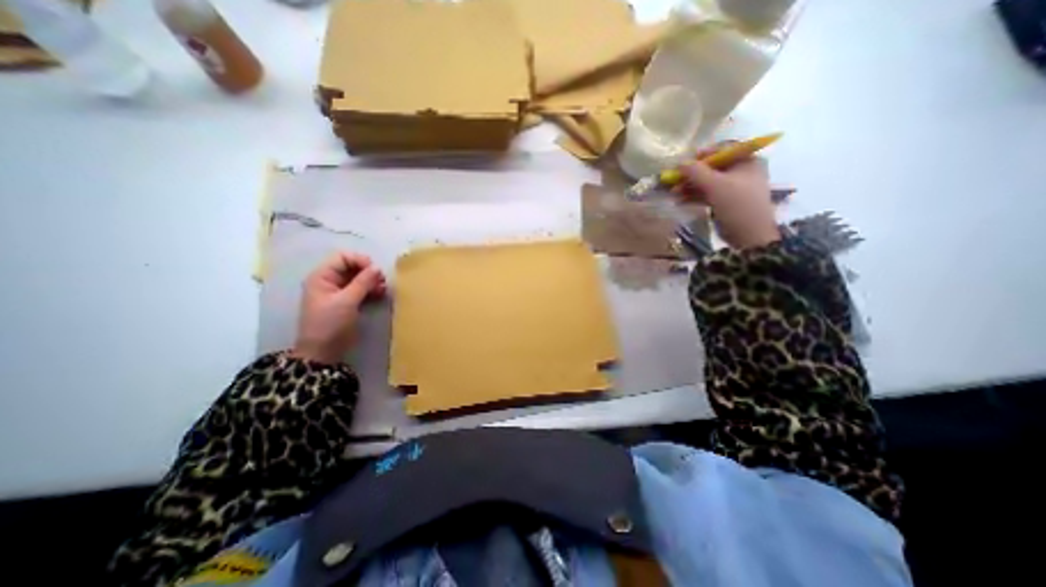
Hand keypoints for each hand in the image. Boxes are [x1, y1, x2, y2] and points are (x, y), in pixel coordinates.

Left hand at [291, 251, 385, 366]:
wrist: (323, 351)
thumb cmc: (330, 324)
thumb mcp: (346, 302)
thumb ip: (362, 283)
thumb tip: (377, 267)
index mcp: (322, 276)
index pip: (343, 257)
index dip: (360, 261)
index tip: (375, 271)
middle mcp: (329, 281)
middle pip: (352, 266)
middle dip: (368, 271)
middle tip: (382, 281)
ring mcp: (339, 291)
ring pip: (358, 278)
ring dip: (372, 281)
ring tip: (383, 289)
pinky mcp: (347, 301)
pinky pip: (361, 289)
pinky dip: (371, 289)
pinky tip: (381, 294)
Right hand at [674, 149, 778, 247]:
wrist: (748, 234)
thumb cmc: (737, 204)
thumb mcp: (715, 185)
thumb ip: (696, 172)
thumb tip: (679, 162)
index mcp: (747, 161)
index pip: (722, 150)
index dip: (702, 155)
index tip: (684, 164)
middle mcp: (741, 171)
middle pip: (712, 168)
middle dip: (692, 175)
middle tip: (674, 180)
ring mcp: (733, 188)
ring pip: (707, 183)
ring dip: (689, 187)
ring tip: (673, 193)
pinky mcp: (725, 202)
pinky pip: (707, 194)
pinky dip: (693, 196)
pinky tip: (679, 201)